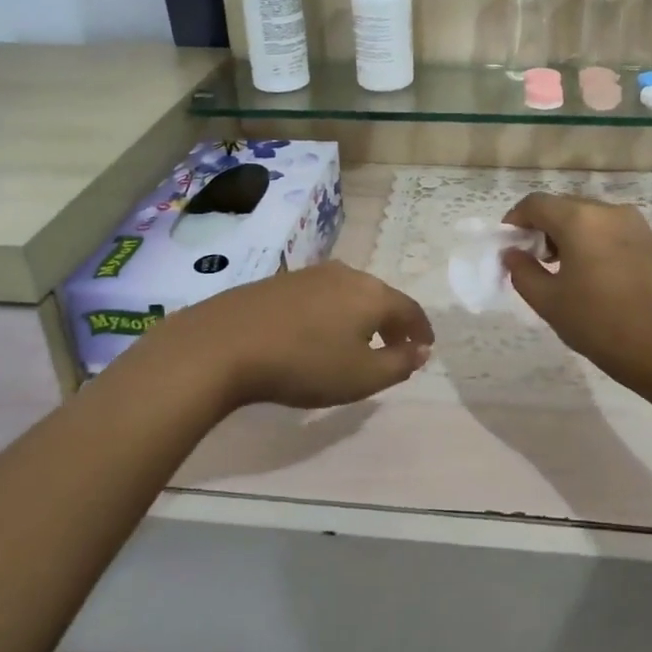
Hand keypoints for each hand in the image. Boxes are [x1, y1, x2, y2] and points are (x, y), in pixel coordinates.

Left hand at [152, 261, 433, 410]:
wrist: (225, 343)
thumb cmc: (304, 364)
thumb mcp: (361, 377)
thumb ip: (399, 364)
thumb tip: (421, 350)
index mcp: (372, 294)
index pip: (410, 310)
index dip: (421, 330)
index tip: (426, 347)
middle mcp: (346, 275)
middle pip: (381, 297)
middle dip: (392, 323)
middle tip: (396, 347)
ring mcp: (310, 274)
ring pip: (350, 294)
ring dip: (361, 317)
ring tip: (358, 342)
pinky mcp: (280, 281)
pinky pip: (322, 296)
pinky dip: (333, 313)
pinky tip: (319, 332)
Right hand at [502, 193, 651, 396]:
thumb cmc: (602, 325)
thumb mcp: (549, 303)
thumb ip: (522, 272)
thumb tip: (512, 253)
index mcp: (580, 219)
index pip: (536, 203)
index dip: (515, 220)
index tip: (508, 245)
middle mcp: (610, 211)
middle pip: (564, 206)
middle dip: (543, 227)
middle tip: (534, 261)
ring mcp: (637, 225)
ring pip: (590, 218)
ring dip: (569, 235)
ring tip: (564, 272)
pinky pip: (612, 231)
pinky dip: (594, 242)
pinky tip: (594, 277)